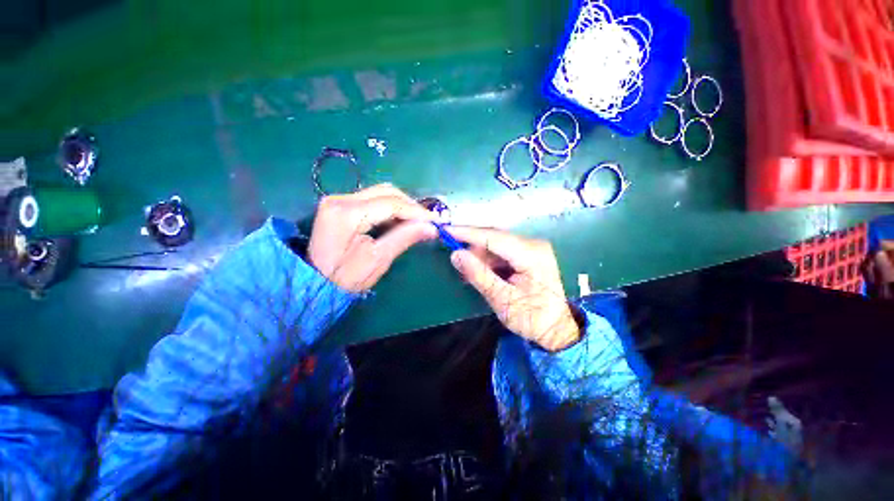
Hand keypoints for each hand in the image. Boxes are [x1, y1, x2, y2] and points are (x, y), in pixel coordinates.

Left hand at [308, 184, 436, 291]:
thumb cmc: (345, 278)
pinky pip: (372, 199)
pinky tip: (399, 220)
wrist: (314, 284)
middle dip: (410, 206)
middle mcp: (340, 198)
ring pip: (380, 193)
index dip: (416, 211)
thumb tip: (431, 227)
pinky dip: (390, 208)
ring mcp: (338, 199)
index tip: (436, 221)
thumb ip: (404, 238)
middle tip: (427, 222)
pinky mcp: (340, 205)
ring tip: (416, 222)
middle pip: (386, 192)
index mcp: (347, 213)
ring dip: (401, 205)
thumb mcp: (378, 260)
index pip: (391, 203)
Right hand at [447, 227, 580, 351]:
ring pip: (496, 245)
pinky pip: (502, 252)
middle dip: (472, 247)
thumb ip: (479, 275)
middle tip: (456, 261)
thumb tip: (456, 254)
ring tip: (468, 275)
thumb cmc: (534, 318)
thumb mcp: (503, 300)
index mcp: (531, 254)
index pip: (493, 237)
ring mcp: (532, 248)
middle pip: (495, 238)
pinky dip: (488, 261)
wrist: (558, 329)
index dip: (467, 233)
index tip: (445, 230)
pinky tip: (481, 273)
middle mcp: (533, 244)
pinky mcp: (528, 255)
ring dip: (479, 257)